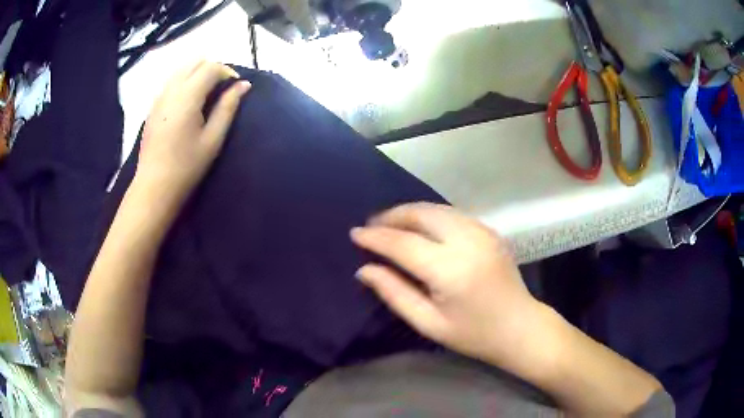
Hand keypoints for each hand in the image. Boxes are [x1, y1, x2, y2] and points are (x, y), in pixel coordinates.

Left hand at [136, 60, 250, 206]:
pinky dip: (184, 81)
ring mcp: (159, 97)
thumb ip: (227, 107)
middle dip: (212, 68)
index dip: (228, 71)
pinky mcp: (152, 107)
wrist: (154, 187)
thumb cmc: (186, 166)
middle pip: (195, 62)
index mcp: (187, 96)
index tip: (237, 86)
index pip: (211, 67)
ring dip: (197, 73)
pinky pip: (171, 81)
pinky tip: (189, 102)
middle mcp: (171, 89)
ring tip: (207, 94)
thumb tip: (243, 85)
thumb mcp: (213, 138)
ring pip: (181, 69)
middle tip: (222, 88)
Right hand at [350, 203, 543, 368]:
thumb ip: (394, 293)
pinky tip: (419, 227)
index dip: (376, 237)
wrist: (520, 327)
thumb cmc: (473, 334)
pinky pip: (452, 213)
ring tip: (390, 224)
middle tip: (371, 226)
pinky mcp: (489, 230)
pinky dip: (430, 215)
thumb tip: (364, 269)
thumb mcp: (429, 323)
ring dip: (409, 212)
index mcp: (450, 270)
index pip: (403, 244)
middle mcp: (467, 241)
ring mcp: (482, 231)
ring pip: (436, 208)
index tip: (355, 234)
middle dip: (391, 216)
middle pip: (421, 214)